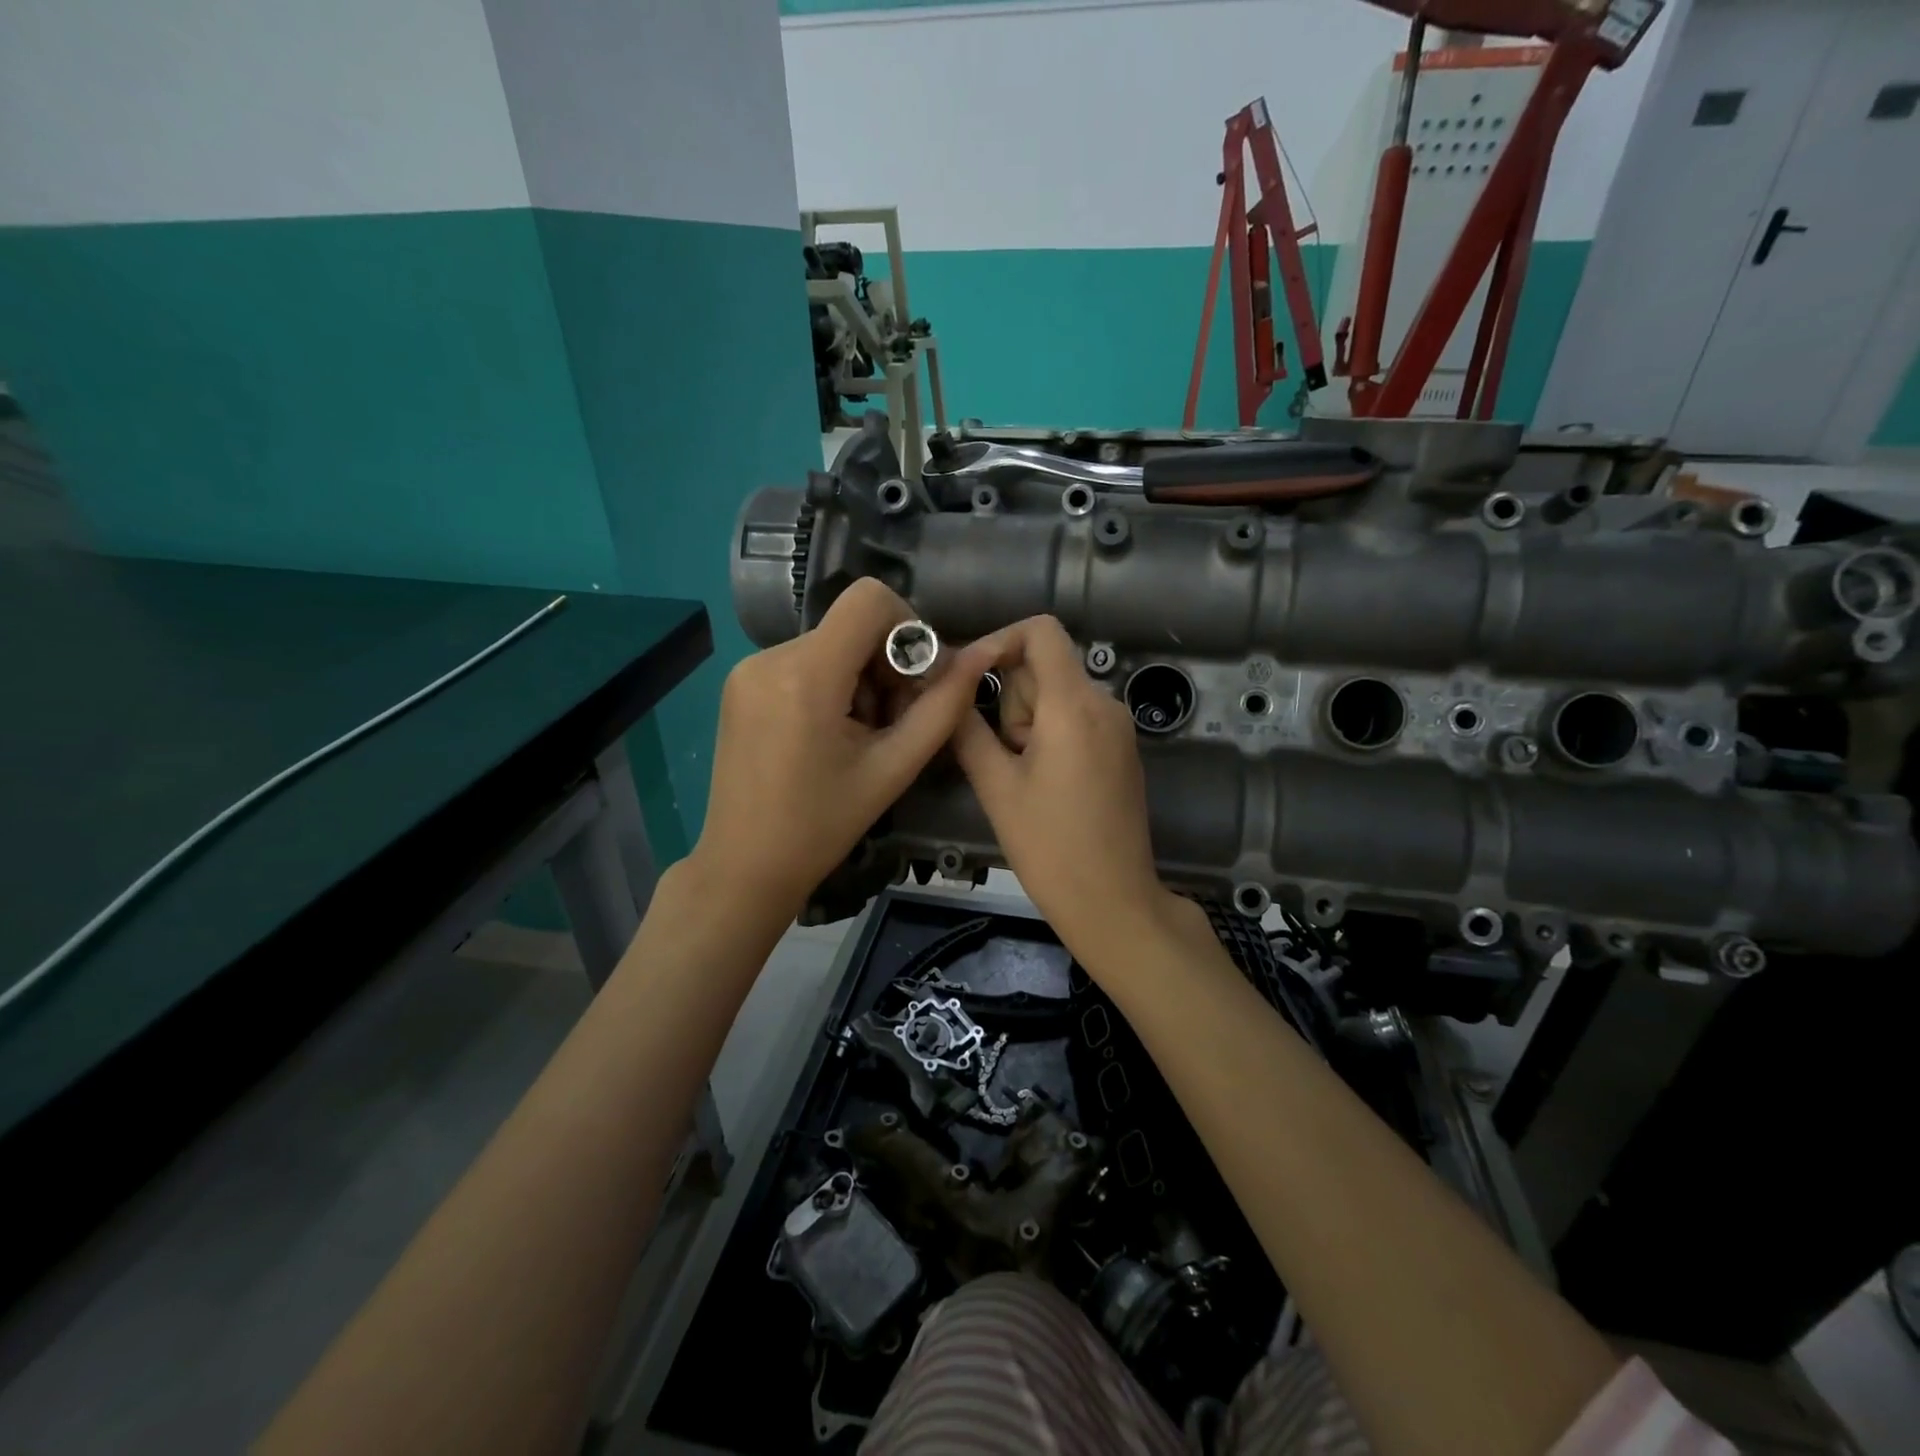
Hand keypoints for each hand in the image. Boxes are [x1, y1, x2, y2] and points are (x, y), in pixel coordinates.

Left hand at [694, 579, 1000, 924]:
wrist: (745, 866)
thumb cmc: (822, 826)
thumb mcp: (893, 768)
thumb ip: (942, 707)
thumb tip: (978, 656)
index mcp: (806, 674)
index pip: (869, 599)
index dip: (907, 627)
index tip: (916, 678)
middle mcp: (770, 656)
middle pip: (852, 625)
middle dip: (885, 664)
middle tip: (892, 723)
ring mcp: (747, 668)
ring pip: (830, 643)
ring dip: (859, 679)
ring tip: (860, 737)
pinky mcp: (739, 683)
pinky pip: (802, 661)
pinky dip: (830, 685)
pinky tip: (829, 735)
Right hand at [954, 617, 1201, 966]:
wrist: (1113, 901)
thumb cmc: (1050, 846)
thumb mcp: (996, 786)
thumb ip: (967, 728)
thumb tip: (946, 687)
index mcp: (1074, 705)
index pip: (1040, 631)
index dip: (998, 640)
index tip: (967, 677)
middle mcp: (1104, 703)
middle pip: (1044, 667)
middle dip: (1011, 701)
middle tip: (1002, 758)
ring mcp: (1118, 727)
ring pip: (1056, 696)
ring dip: (1027, 724)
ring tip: (1023, 780)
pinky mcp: (1121, 750)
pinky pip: (1075, 719)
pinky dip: (1048, 735)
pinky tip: (1043, 784)